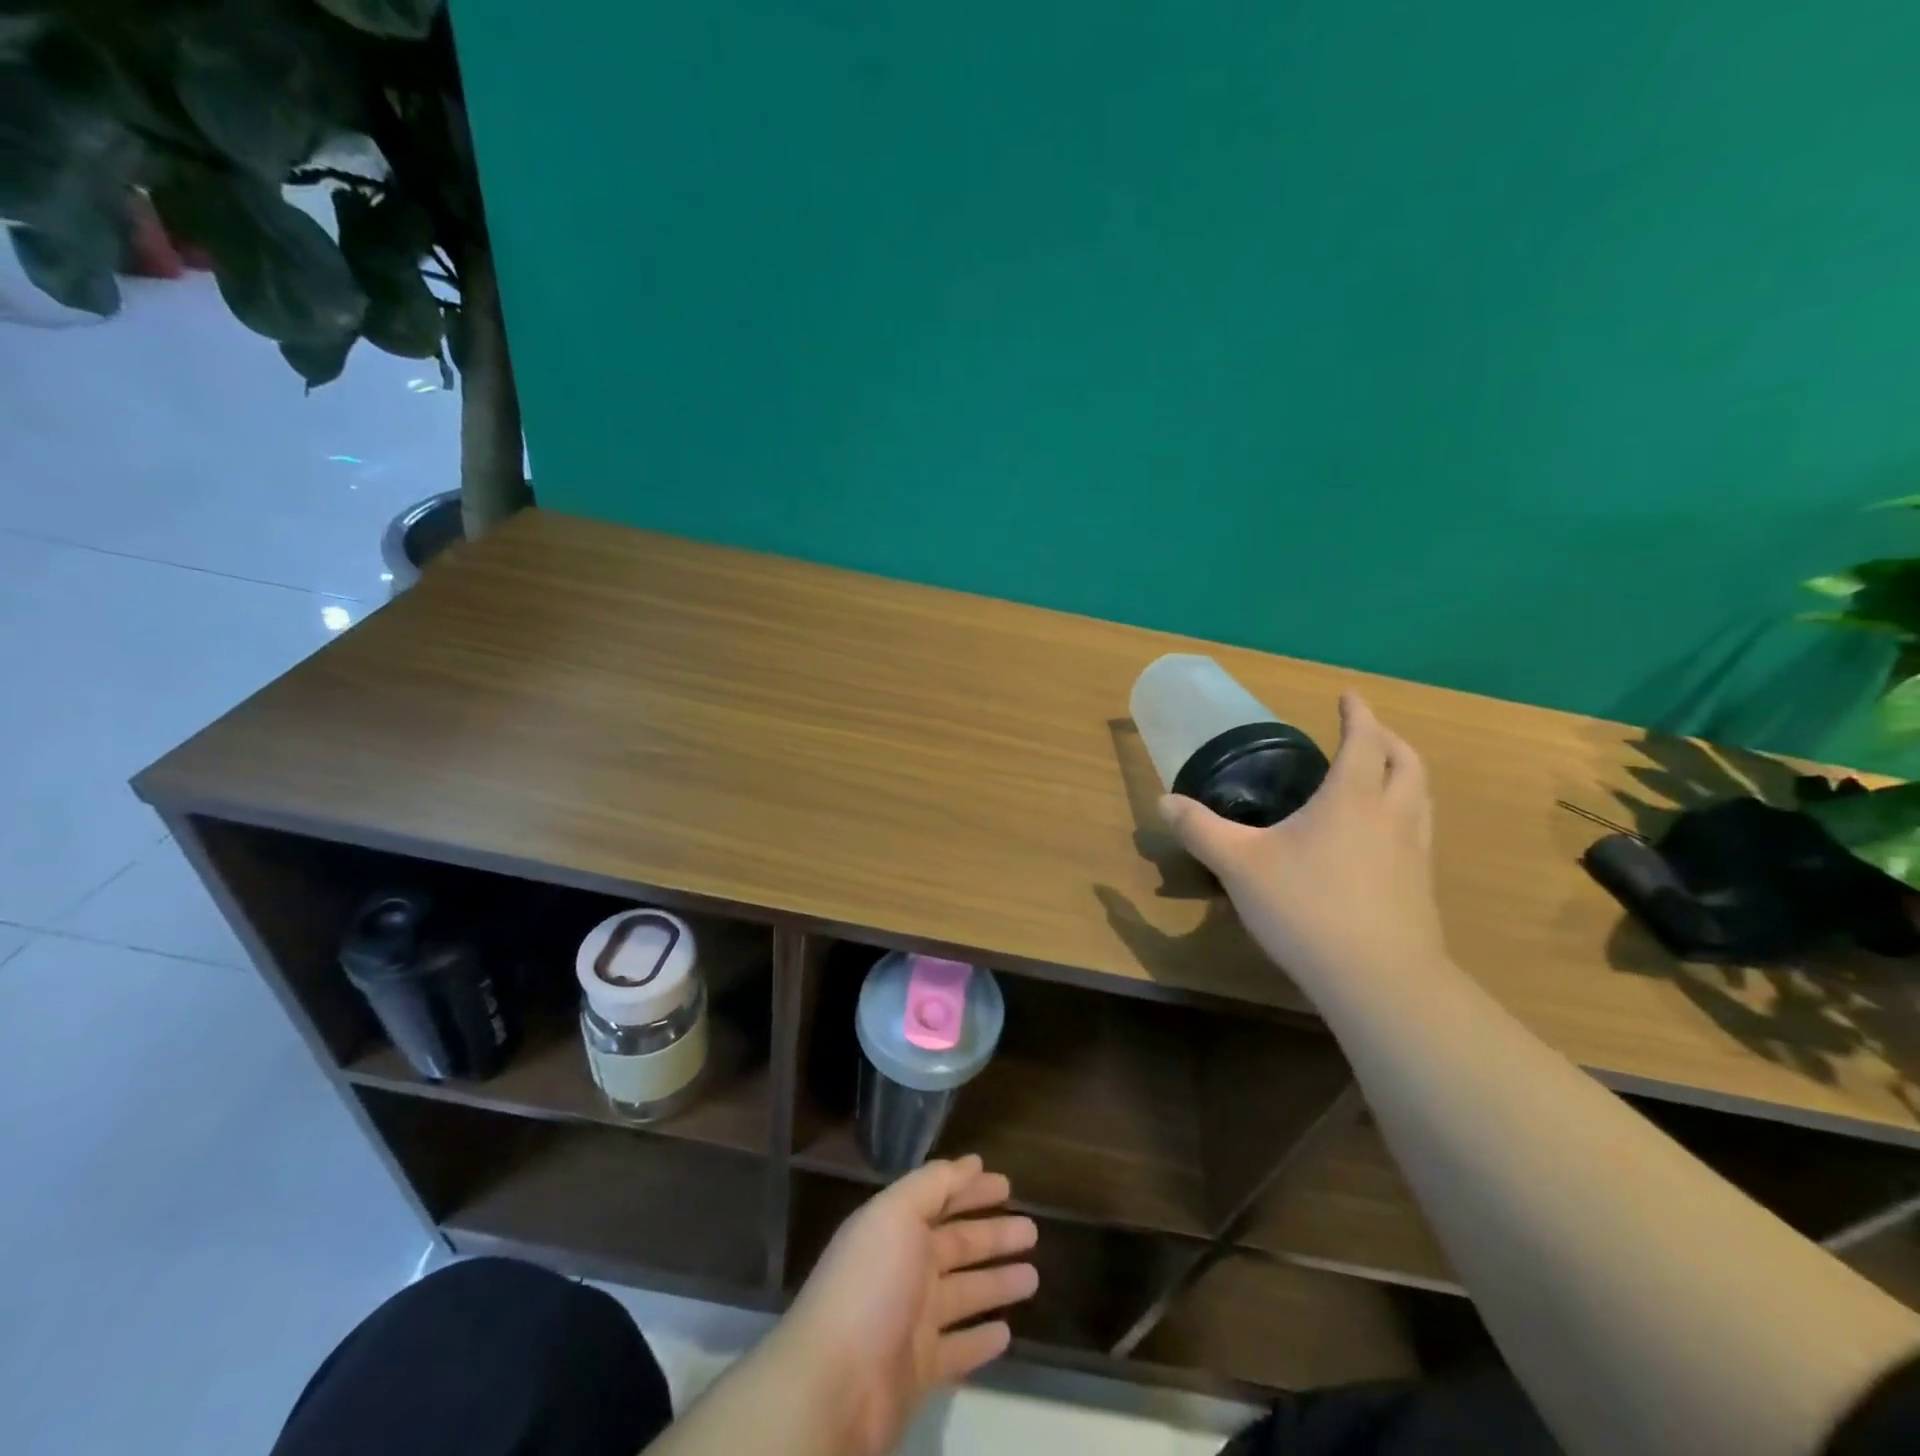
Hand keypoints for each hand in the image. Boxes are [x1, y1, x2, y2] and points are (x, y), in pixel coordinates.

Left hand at [773, 1156, 1037, 1455]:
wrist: (834, 1384)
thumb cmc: (870, 1284)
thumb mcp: (897, 1214)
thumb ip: (933, 1184)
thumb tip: (970, 1162)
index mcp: (895, 1229)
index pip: (941, 1200)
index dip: (971, 1190)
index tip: (1006, 1184)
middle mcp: (905, 1269)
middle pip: (957, 1246)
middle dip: (993, 1235)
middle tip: (1032, 1230)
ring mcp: (912, 1322)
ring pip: (965, 1295)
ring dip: (996, 1283)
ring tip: (1033, 1277)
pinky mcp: (920, 1371)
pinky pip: (958, 1351)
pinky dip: (981, 1341)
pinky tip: (1007, 1333)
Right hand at [1159, 692, 1445, 991]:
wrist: (1378, 979)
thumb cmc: (1306, 906)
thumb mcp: (1239, 864)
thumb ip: (1201, 829)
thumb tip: (1164, 801)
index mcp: (1352, 798)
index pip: (1363, 741)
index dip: (1358, 714)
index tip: (1348, 696)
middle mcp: (1392, 816)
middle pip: (1406, 764)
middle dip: (1388, 740)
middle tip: (1367, 732)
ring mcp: (1414, 854)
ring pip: (1421, 798)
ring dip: (1404, 776)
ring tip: (1382, 778)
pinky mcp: (1420, 889)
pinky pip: (1419, 833)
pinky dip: (1405, 815)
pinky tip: (1380, 840)